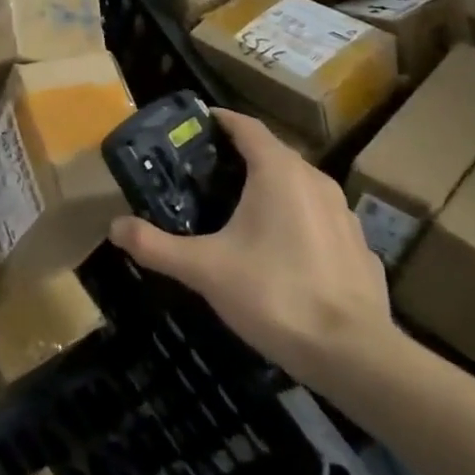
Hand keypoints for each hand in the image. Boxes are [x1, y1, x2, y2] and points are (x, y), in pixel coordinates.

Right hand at [110, 108, 396, 387]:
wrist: (354, 354)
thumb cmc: (275, 294)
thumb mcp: (204, 270)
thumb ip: (156, 246)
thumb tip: (115, 227)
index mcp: (279, 172)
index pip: (246, 126)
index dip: (220, 120)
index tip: (195, 125)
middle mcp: (316, 180)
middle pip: (272, 153)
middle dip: (239, 157)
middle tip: (203, 173)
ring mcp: (344, 213)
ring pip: (299, 185)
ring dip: (269, 188)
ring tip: (238, 209)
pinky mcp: (359, 245)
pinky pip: (319, 218)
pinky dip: (295, 219)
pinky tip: (280, 251)